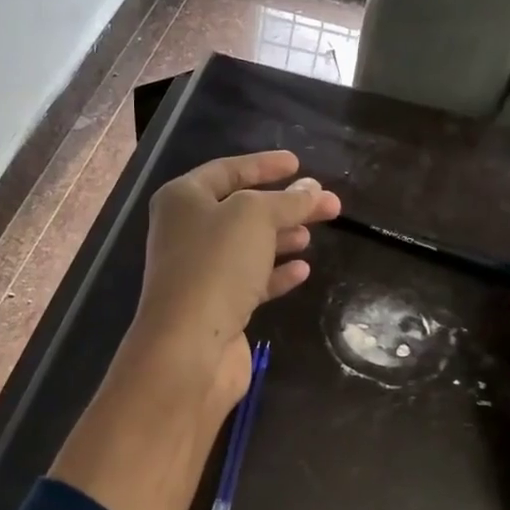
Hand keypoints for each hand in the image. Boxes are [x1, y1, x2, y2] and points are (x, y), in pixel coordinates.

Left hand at [131, 151, 340, 414]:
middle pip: (242, 210)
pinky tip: (302, 270)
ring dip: (280, 238)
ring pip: (247, 246)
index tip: (299, 164)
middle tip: (326, 204)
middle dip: (284, 205)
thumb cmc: (216, 266)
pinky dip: (276, 273)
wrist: (189, 346)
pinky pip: (250, 280)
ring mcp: (200, 272)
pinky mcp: (216, 306)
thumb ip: (287, 200)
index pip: (228, 171)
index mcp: (183, 199)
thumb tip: (312, 189)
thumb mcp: (255, 218)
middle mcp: (186, 232)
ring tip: (313, 234)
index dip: (264, 165)